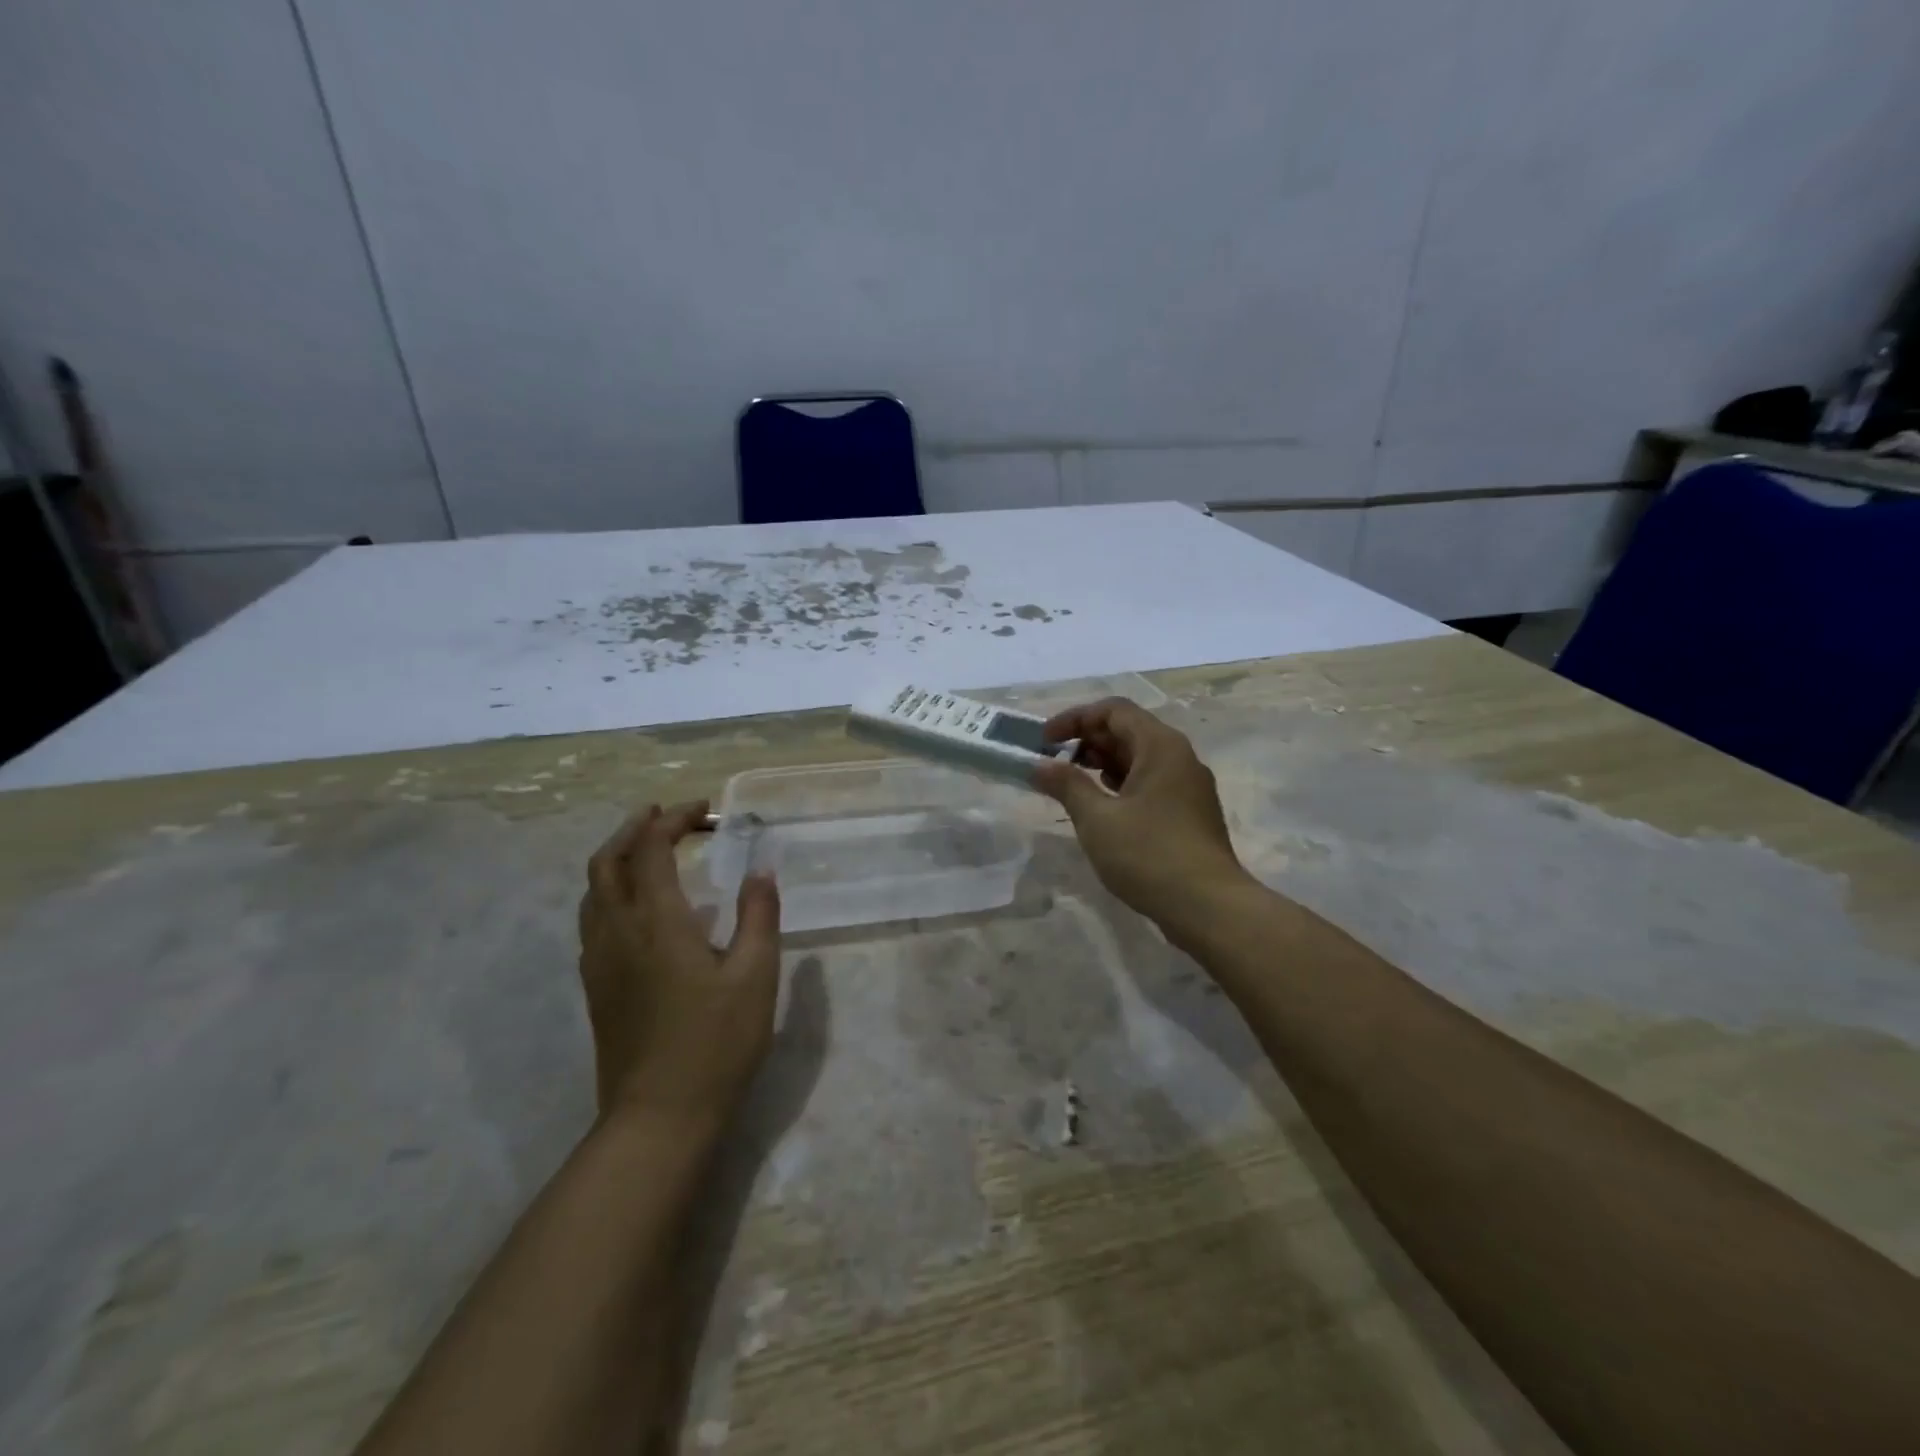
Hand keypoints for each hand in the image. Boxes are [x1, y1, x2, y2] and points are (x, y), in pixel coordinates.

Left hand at [577, 800, 781, 1124]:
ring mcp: (599, 962)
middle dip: (633, 829)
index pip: (652, 849)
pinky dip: (612, 894)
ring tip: (649, 852)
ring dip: (617, 859)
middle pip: (606, 862)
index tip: (704, 810)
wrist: (658, 1118)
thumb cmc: (717, 1043)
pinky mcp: (596, 988)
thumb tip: (761, 870)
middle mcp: (618, 932)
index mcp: (657, 922)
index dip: (673, 820)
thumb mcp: (755, 976)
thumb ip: (759, 916)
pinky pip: (593, 921)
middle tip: (664, 816)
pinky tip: (641, 912)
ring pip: (592, 892)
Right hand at [1031, 699, 1256, 942]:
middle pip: (1128, 731)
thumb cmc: (1149, 854)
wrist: (1208, 907)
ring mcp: (1188, 786)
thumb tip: (1039, 766)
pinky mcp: (1189, 813)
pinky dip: (1121, 786)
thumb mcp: (1097, 819)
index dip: (1075, 718)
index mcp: (1160, 746)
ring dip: (1102, 764)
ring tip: (1071, 784)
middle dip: (1087, 741)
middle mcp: (1179, 757)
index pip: (1114, 710)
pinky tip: (1101, 807)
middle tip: (1053, 763)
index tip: (1044, 741)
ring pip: (1139, 759)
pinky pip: (1150, 783)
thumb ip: (1067, 785)